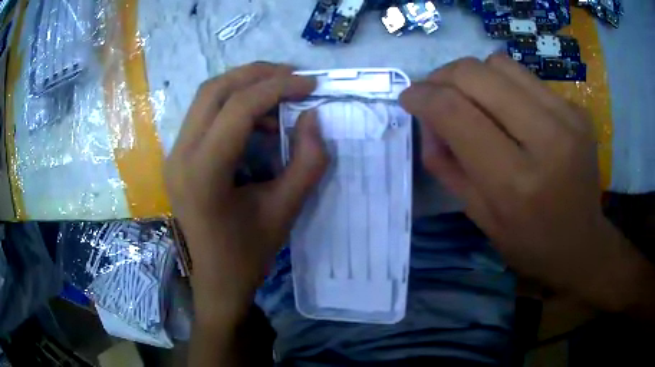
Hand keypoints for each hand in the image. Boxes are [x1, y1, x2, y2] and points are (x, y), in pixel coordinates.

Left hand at [164, 62, 327, 321]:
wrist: (217, 279)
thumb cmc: (249, 253)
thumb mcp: (286, 209)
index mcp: (203, 173)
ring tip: (280, 99)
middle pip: (215, 90)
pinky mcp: (178, 157)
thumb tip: (313, 117)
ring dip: (245, 87)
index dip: (278, 87)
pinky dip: (234, 106)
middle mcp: (180, 155)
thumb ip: (308, 161)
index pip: (238, 108)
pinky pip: (204, 114)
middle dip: (257, 74)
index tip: (311, 84)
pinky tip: (258, 123)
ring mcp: (174, 154)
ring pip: (207, 97)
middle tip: (293, 77)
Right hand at [400, 55, 644, 309]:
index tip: (409, 97)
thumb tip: (427, 119)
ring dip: (474, 76)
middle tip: (435, 94)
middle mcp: (546, 140)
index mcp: (516, 182)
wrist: (582, 242)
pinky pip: (525, 77)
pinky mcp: (577, 108)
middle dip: (443, 77)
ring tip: (471, 99)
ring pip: (500, 64)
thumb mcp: (479, 216)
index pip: (456, 113)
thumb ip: (447, 164)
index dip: (423, 96)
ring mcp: (568, 118)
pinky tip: (507, 109)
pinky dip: (503, 85)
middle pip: (477, 74)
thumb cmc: (529, 243)